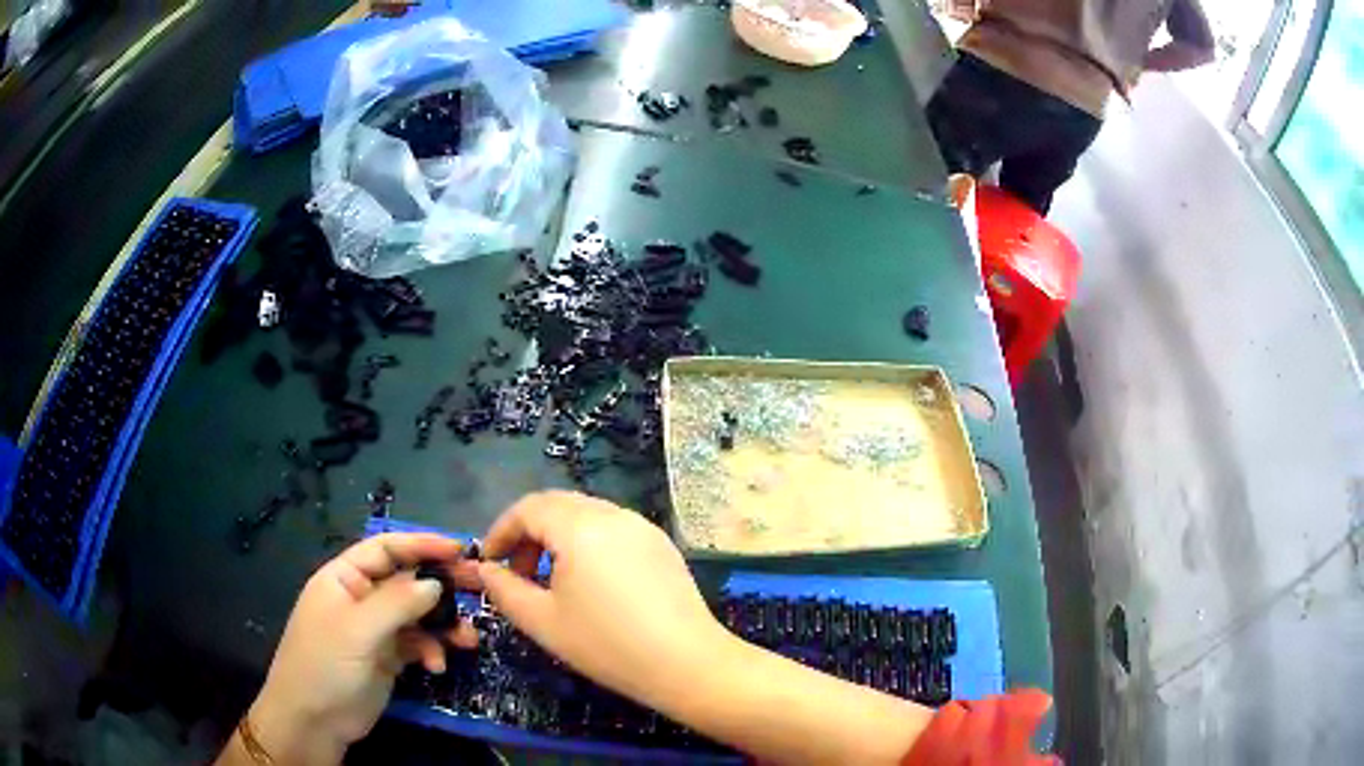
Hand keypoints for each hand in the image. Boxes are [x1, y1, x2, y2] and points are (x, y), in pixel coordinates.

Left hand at [242, 534, 479, 764]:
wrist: (313, 720)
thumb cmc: (325, 664)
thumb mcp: (358, 630)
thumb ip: (397, 603)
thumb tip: (436, 583)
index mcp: (344, 578)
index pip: (385, 549)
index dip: (421, 544)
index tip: (459, 549)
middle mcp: (361, 598)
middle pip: (406, 582)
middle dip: (440, 587)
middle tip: (478, 589)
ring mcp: (374, 630)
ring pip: (416, 616)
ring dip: (442, 626)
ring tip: (468, 639)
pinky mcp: (387, 658)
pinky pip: (416, 645)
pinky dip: (430, 651)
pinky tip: (436, 666)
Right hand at [478, 491, 730, 709]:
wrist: (687, 663)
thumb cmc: (608, 645)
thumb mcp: (543, 621)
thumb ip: (504, 590)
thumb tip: (485, 570)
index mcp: (580, 527)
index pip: (528, 508)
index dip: (501, 531)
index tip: (489, 563)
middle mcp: (613, 514)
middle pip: (557, 505)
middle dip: (528, 532)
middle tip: (517, 572)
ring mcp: (642, 527)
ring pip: (586, 514)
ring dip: (557, 537)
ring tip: (550, 580)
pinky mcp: (661, 544)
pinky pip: (612, 528)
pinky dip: (587, 542)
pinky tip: (589, 582)